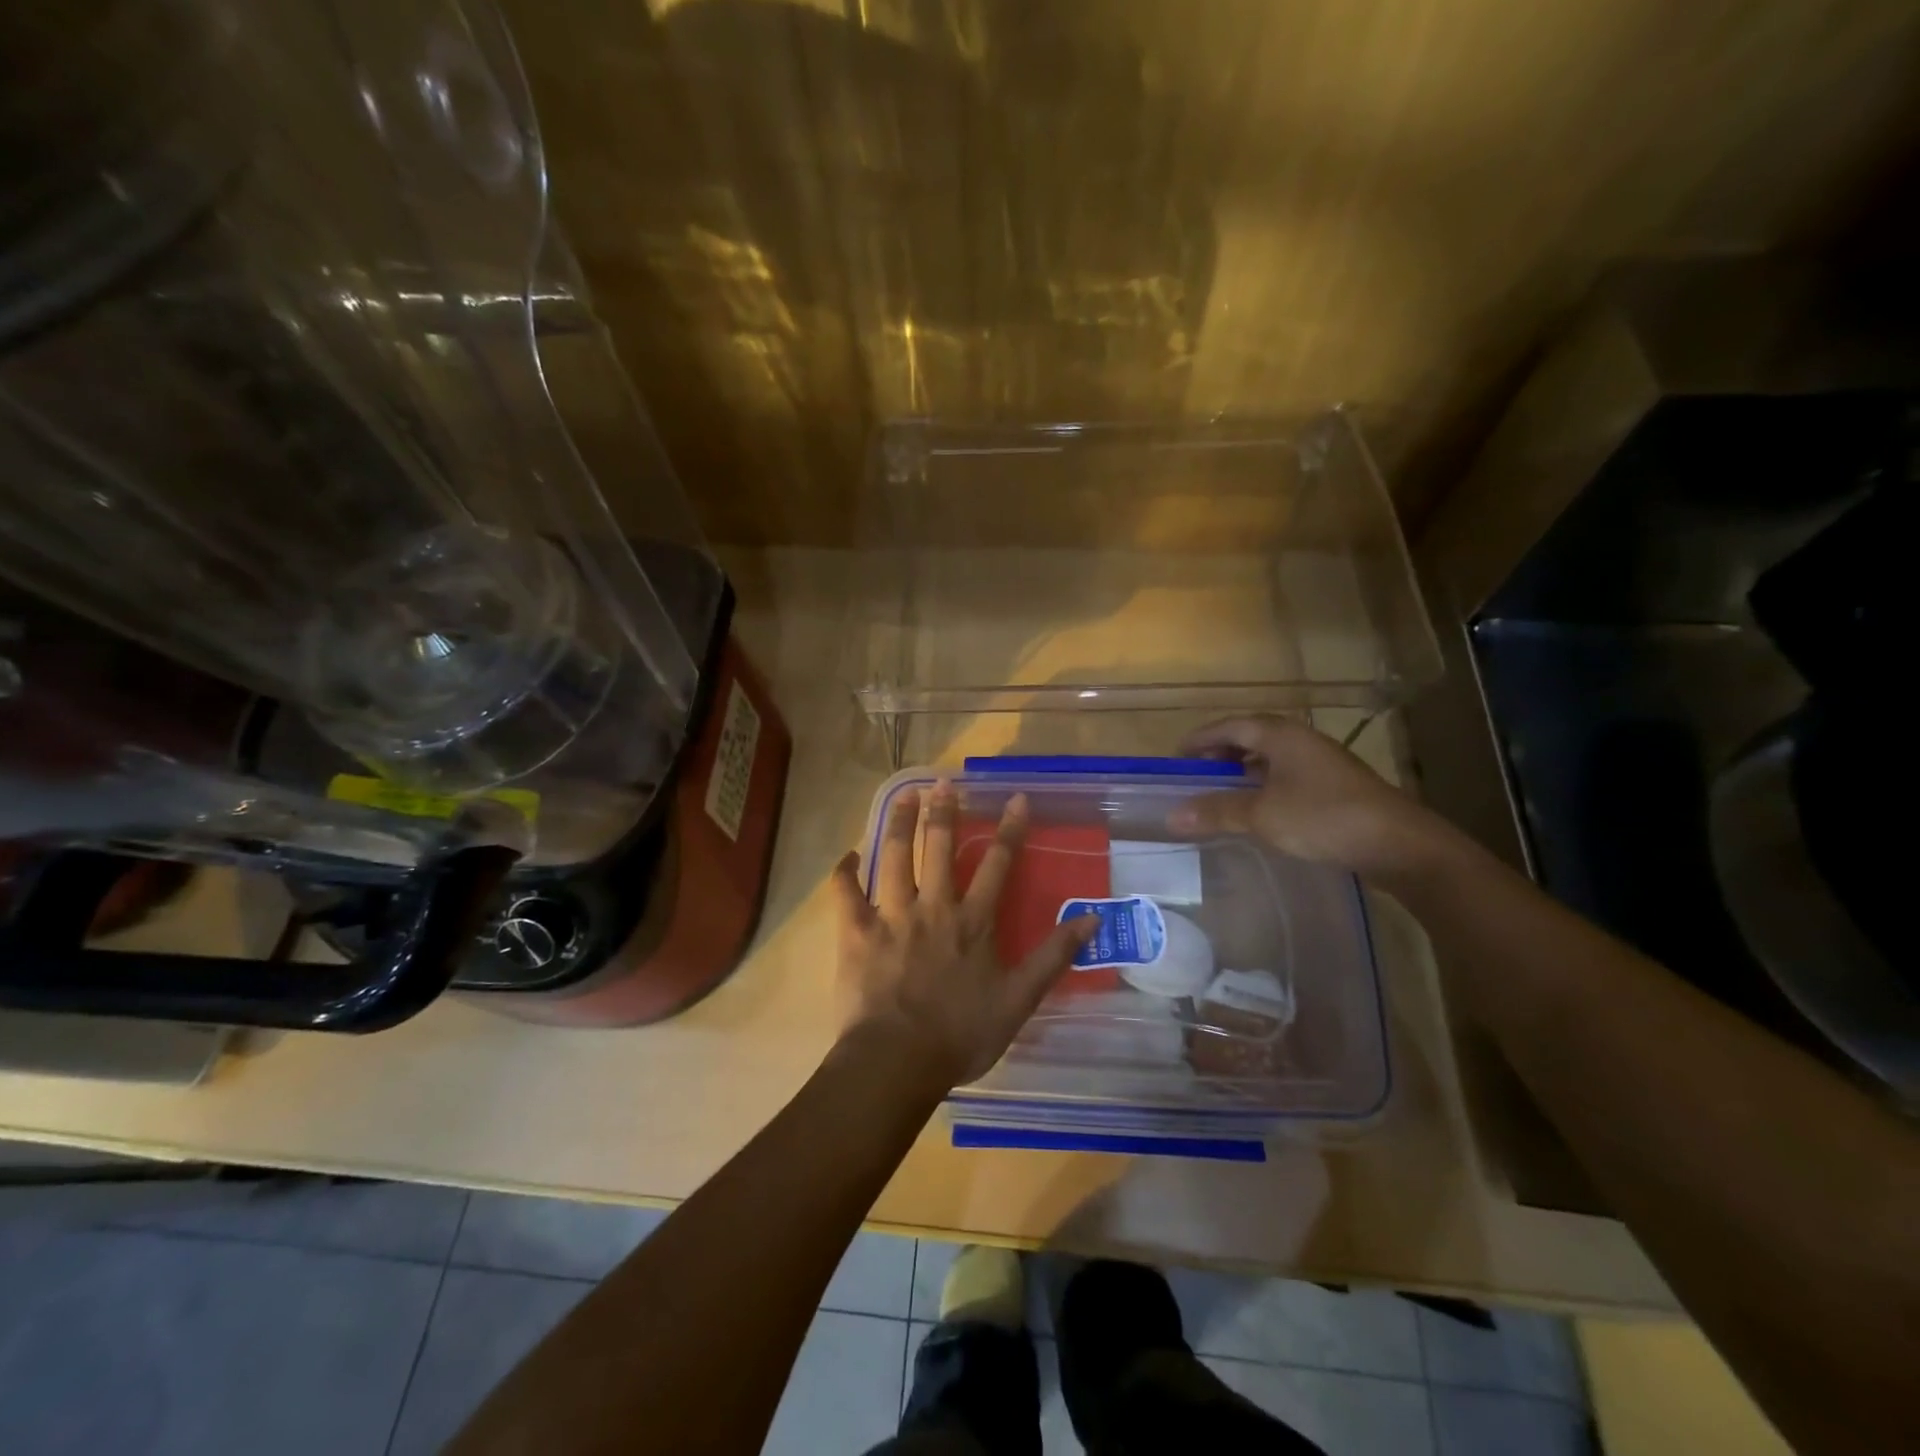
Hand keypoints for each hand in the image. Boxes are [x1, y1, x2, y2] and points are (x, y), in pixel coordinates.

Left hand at [831, 783, 1096, 1087]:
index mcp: (972, 921)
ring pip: (895, 856)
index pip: (998, 864)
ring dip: (899, 823)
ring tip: (903, 795)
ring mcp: (891, 915)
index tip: (1015, 798)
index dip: (1010, 829)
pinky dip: (845, 871)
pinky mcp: (856, 931)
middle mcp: (933, 906)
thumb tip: (1091, 919)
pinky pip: (846, 893)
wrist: (898, 1060)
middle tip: (943, 783)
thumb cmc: (961, 1034)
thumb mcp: (1019, 1000)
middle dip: (944, 811)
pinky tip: (848, 855)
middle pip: (940, 847)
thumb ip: (1053, 957)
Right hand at [1169, 716, 1454, 878]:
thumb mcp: (1262, 815)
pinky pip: (1287, 777)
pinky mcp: (1335, 788)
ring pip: (1271, 759)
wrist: (1399, 845)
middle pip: (1251, 737)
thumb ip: (1216, 812)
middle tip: (1196, 775)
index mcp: (1281, 735)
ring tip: (1221, 793)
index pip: (1230, 726)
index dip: (1201, 739)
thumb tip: (1172, 816)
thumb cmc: (1324, 818)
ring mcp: (1322, 764)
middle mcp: (1301, 741)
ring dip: (1243, 772)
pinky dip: (1264, 787)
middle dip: (1220, 754)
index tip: (1176, 757)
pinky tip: (1259, 811)